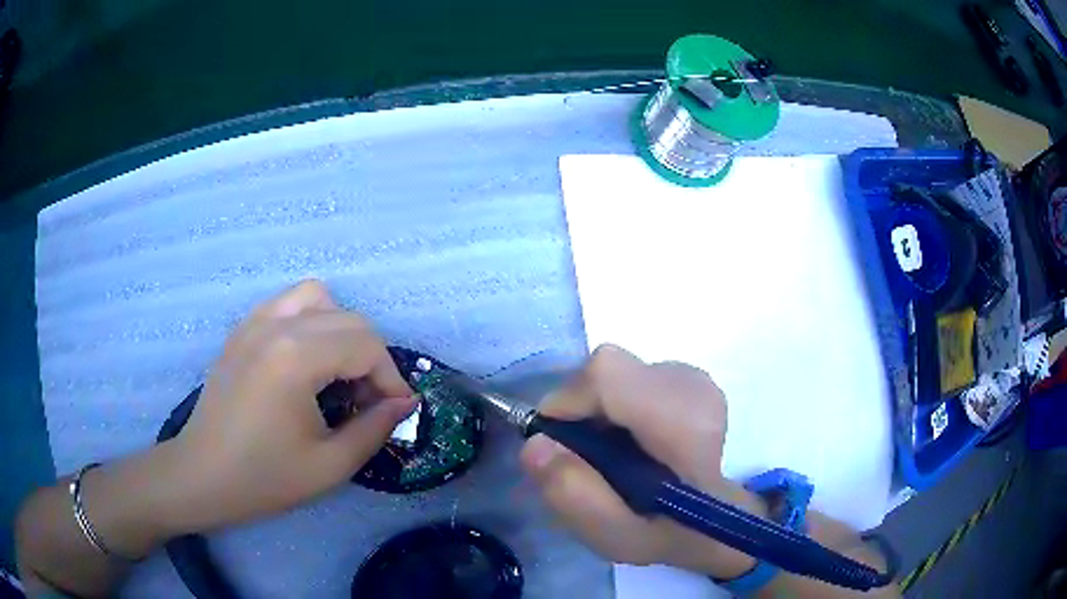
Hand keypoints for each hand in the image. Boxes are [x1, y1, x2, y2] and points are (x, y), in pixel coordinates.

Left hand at [160, 280, 414, 533]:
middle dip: (371, 357)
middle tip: (369, 400)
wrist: (202, 476)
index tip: (396, 410)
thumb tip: (404, 403)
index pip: (367, 346)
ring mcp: (254, 322)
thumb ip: (375, 429)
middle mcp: (277, 325)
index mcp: (297, 357)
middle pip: (348, 318)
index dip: (391, 378)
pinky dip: (309, 321)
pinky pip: (287, 305)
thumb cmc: (264, 477)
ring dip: (340, 329)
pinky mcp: (241, 329)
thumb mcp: (330, 465)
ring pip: (317, 298)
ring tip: (338, 371)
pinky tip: (306, 361)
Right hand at [519, 345, 764, 578]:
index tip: (556, 443)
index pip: (608, 376)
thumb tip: (535, 444)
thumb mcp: (619, 539)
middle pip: (606, 371)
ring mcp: (693, 376)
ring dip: (597, 410)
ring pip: (615, 373)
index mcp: (686, 425)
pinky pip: (630, 377)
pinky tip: (631, 441)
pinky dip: (615, 405)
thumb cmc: (673, 532)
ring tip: (611, 454)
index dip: (568, 401)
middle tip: (584, 456)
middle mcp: (693, 386)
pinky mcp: (686, 375)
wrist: (722, 515)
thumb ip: (576, 497)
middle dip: (580, 409)